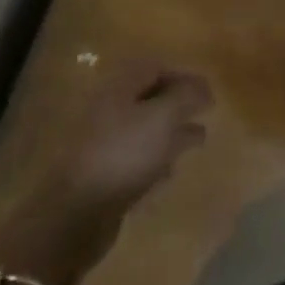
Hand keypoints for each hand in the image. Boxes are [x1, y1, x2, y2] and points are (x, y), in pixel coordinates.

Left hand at [0, 60, 212, 284]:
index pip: (155, 68)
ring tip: (197, 140)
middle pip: (148, 99)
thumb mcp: (164, 116)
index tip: (207, 92)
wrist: (76, 215)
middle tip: (205, 113)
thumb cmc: (124, 153)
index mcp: (119, 88)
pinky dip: (155, 161)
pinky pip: (134, 160)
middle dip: (178, 105)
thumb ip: (187, 95)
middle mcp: (108, 111)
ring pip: (143, 131)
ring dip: (170, 133)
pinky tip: (170, 171)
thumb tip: (203, 88)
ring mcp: (102, 146)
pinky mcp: (101, 178)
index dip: (183, 76)